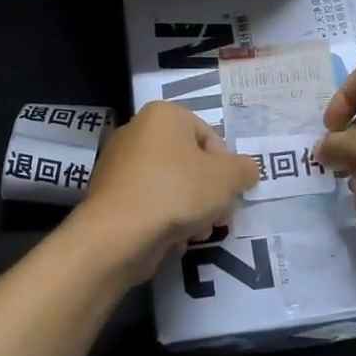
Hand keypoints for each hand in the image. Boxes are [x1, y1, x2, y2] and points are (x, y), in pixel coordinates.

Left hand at [74, 101, 259, 280]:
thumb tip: (246, 170)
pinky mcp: (110, 196)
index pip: (210, 137)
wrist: (119, 234)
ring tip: (196, 233)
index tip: (230, 194)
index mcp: (163, 115)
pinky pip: (149, 204)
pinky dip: (163, 220)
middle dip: (209, 193)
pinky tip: (171, 240)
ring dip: (190, 211)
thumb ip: (244, 170)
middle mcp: (136, 132)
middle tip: (218, 218)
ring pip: (170, 186)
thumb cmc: (177, 192)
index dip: (226, 168)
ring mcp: (118, 165)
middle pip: (189, 163)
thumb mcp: (228, 179)